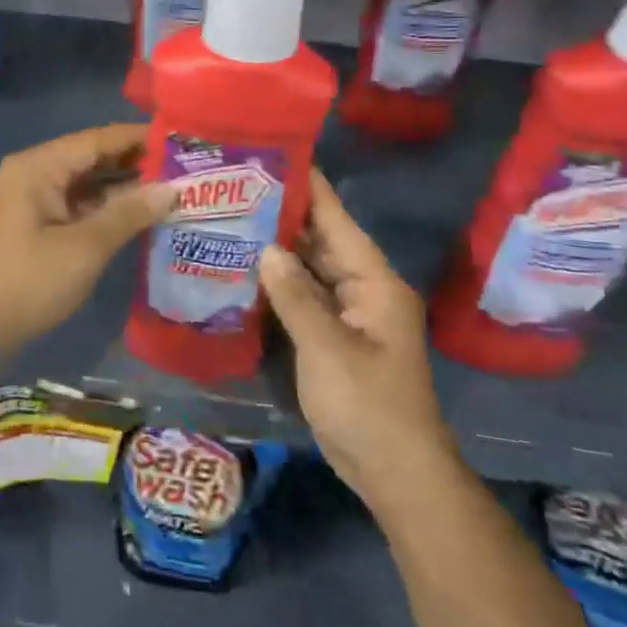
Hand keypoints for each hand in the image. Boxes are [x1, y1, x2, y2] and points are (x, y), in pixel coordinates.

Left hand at [0, 124, 177, 360]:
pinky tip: (141, 213)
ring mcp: (34, 197)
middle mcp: (35, 172)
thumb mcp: (85, 247)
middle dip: (136, 162)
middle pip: (92, 156)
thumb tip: (172, 188)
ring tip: (172, 187)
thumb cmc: (28, 281)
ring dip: (124, 185)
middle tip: (185, 167)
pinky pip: (79, 201)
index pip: (97, 139)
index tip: (181, 139)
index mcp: (39, 166)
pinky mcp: (38, 220)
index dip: (139, 138)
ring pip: (87, 180)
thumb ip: (129, 213)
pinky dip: (107, 205)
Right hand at [259, 171, 450, 494]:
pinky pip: (303, 297)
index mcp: (374, 282)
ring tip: (232, 217)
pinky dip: (277, 283)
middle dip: (282, 215)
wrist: (395, 472)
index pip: (337, 221)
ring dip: (276, 249)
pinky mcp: (332, 336)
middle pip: (320, 240)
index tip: (276, 154)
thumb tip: (266, 248)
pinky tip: (243, 269)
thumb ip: (295, 296)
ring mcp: (347, 314)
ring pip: (308, 269)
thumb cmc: (368, 406)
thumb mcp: (328, 348)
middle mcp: (362, 288)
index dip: (309, 188)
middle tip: (236, 187)